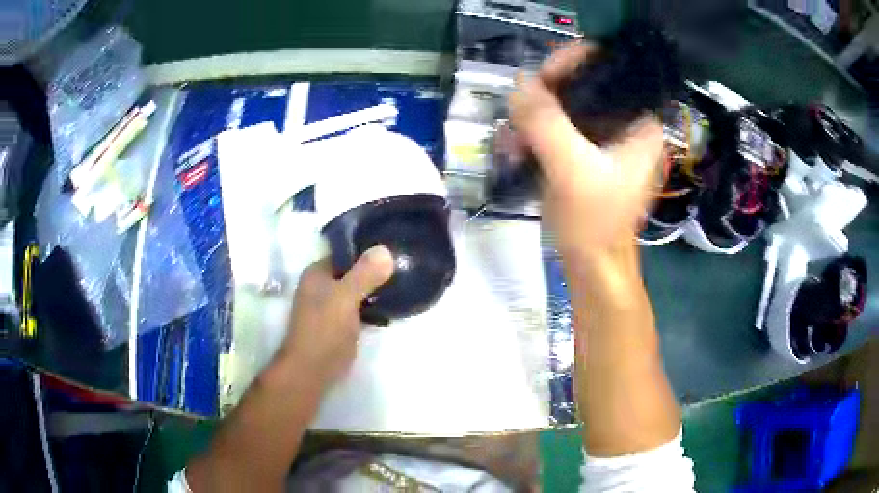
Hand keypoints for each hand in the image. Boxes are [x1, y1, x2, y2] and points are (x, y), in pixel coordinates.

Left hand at [278, 245, 394, 389]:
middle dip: (376, 269)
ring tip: (405, 280)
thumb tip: (386, 249)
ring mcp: (332, 305)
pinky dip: (375, 304)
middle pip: (354, 270)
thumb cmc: (324, 331)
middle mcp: (322, 285)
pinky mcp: (342, 322)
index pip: (346, 251)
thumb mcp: (345, 298)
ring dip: (377, 287)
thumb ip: (364, 274)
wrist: (313, 370)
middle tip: (404, 264)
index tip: (395, 247)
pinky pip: (361, 306)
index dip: (369, 248)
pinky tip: (395, 303)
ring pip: (359, 288)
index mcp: (317, 272)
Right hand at [509, 44, 664, 254]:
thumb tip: (519, 83)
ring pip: (563, 108)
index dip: (573, 63)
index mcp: (639, 122)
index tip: (540, 77)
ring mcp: (603, 139)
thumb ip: (545, 121)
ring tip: (511, 141)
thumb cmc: (595, 223)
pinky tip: (515, 151)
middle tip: (518, 113)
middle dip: (544, 97)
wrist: (592, 267)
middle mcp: (624, 124)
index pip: (608, 69)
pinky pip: (555, 129)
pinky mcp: (584, 154)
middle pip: (581, 86)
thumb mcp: (572, 169)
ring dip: (532, 119)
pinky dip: (533, 135)